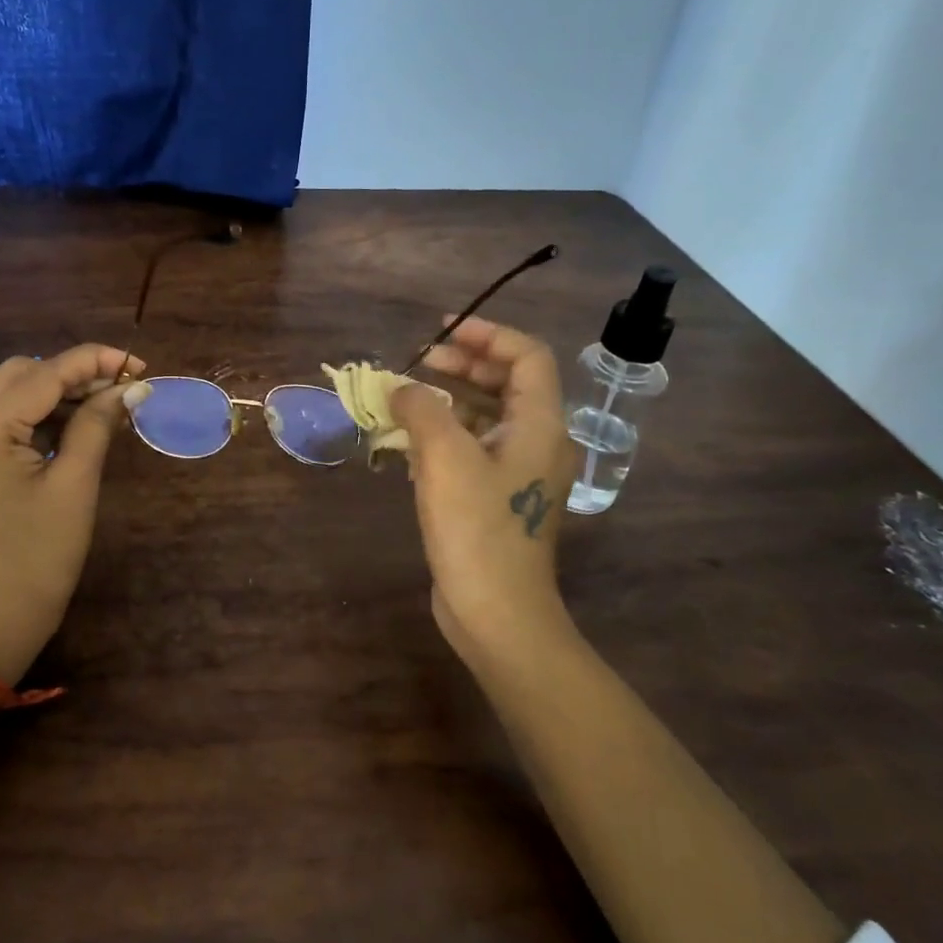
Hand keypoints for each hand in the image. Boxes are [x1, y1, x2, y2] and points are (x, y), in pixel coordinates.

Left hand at [0, 344, 144, 683]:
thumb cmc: (39, 559)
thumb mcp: (75, 485)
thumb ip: (98, 423)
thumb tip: (131, 388)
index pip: (43, 375)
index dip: (94, 362)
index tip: (137, 364)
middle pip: (19, 373)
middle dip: (73, 374)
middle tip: (121, 390)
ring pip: (5, 390)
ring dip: (53, 391)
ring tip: (102, 405)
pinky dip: (32, 413)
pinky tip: (69, 423)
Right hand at [390, 317, 576, 674]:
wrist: (497, 613)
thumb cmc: (476, 528)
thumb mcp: (444, 457)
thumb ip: (421, 408)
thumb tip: (402, 388)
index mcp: (540, 424)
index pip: (526, 355)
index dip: (487, 334)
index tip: (442, 329)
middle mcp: (538, 442)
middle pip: (507, 382)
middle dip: (463, 364)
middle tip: (418, 359)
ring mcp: (520, 473)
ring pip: (488, 416)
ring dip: (449, 400)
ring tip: (406, 398)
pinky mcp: (498, 498)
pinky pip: (474, 448)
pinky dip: (446, 434)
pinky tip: (409, 444)